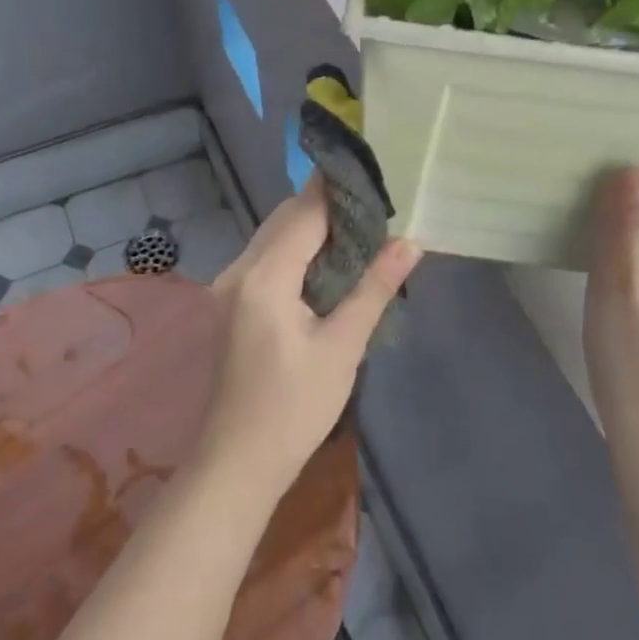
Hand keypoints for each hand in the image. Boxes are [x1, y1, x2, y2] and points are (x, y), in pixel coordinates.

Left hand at [197, 178, 421, 495]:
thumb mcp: (343, 347)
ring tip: (358, 231)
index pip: (304, 212)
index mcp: (264, 276)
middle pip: (284, 219)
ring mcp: (228, 287)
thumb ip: (374, 288)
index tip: (372, 177)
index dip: (337, 190)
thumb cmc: (295, 407)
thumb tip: (410, 242)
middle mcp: (238, 270)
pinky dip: (295, 250)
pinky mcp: (230, 304)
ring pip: (272, 238)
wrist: (238, 462)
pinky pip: (265, 259)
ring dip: (310, 228)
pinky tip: (325, 264)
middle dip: (326, 207)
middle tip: (375, 208)